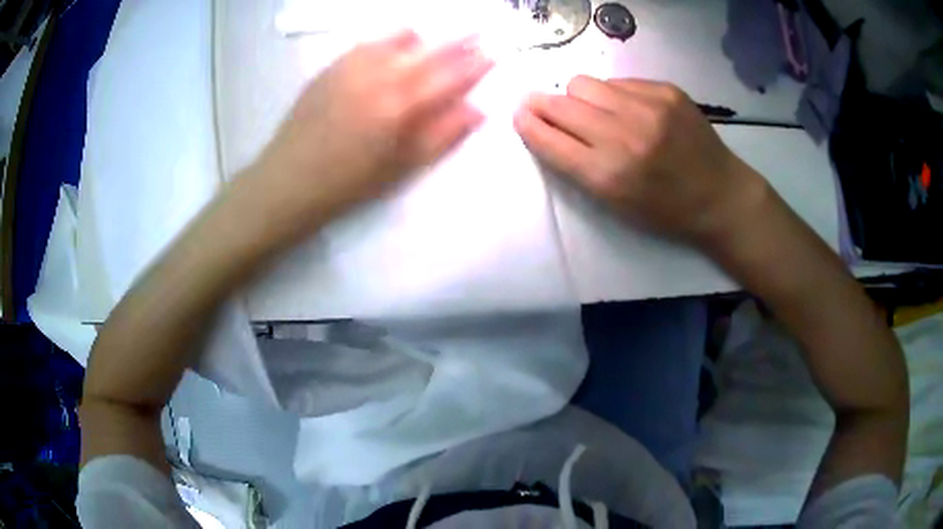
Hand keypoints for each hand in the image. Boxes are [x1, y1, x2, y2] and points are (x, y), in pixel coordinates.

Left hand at [251, 30, 492, 241]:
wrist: (291, 179)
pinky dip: (388, 41)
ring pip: (397, 39)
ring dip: (424, 38)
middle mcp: (380, 76)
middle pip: (430, 51)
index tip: (495, 52)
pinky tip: (393, 45)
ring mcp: (353, 67)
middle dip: (459, 42)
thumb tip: (478, 109)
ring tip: (434, 39)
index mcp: (402, 105)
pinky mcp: (332, 66)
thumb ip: (443, 135)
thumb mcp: (403, 167)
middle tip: (479, 33)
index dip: (477, 63)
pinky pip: (368, 43)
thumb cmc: (351, 182)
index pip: (451, 75)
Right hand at [513, 75, 767, 245]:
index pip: (548, 138)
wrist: (720, 195)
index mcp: (608, 175)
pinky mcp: (666, 90)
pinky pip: (618, 81)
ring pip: (584, 83)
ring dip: (580, 97)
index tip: (521, 115)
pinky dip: (614, 94)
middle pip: (561, 102)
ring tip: (596, 112)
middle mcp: (624, 135)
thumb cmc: (665, 210)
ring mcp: (648, 107)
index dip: (528, 123)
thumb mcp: (615, 204)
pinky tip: (631, 110)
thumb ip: (577, 166)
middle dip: (544, 104)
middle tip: (543, 106)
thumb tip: (547, 126)